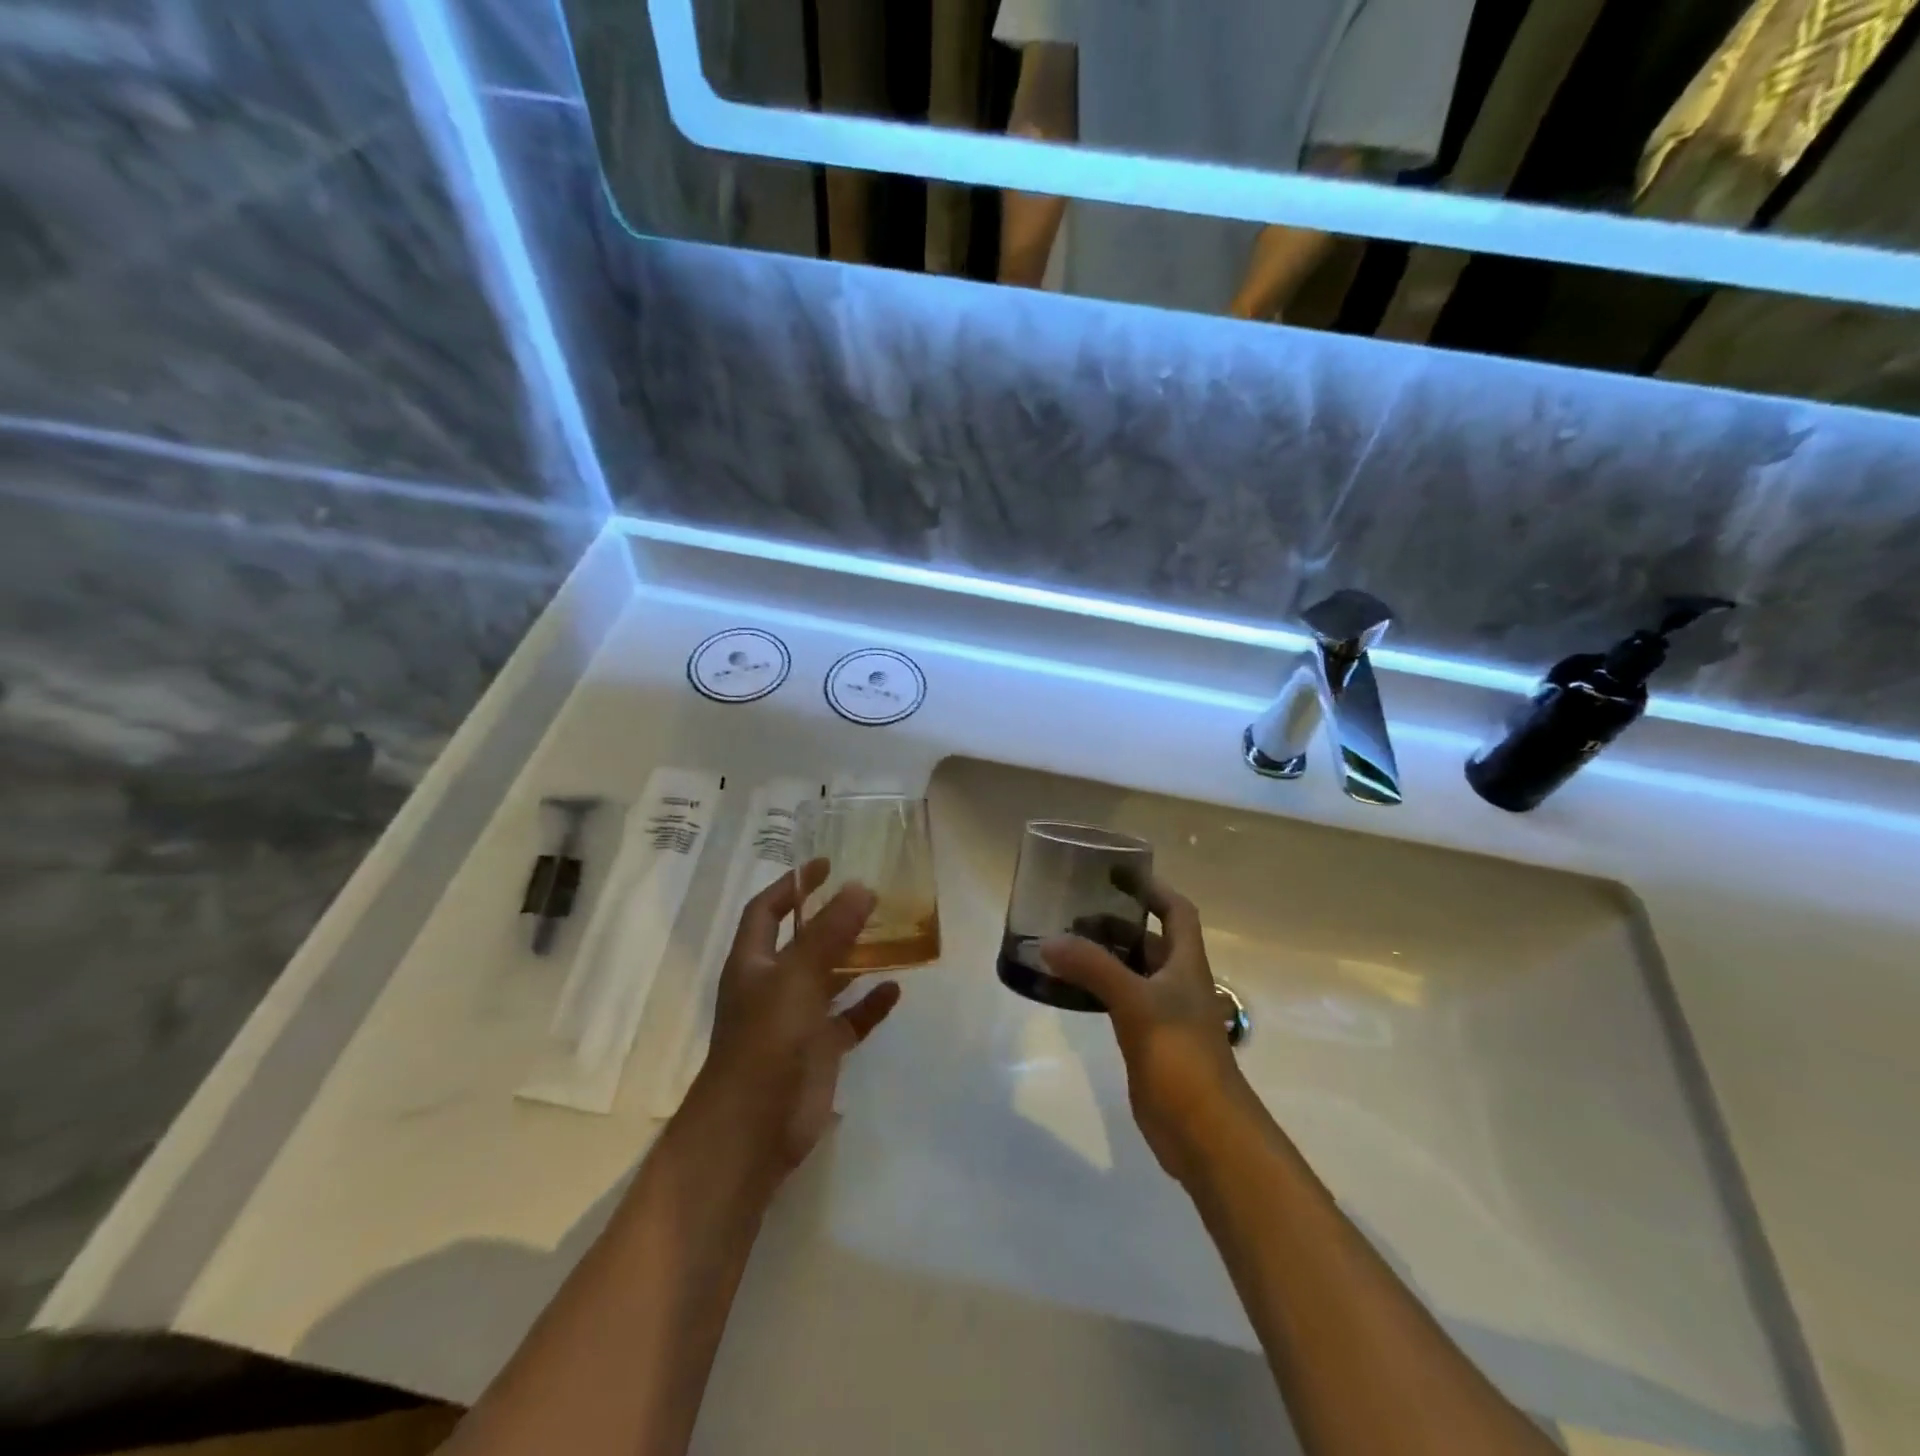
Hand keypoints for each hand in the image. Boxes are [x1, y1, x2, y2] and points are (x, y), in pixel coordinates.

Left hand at [688, 859, 900, 1181]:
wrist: (754, 1130)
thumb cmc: (765, 1042)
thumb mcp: (796, 978)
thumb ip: (830, 932)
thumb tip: (861, 886)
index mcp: (753, 962)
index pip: (767, 910)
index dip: (792, 885)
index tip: (826, 864)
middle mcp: (773, 985)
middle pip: (804, 941)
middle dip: (833, 919)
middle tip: (872, 896)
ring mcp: (797, 1019)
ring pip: (830, 979)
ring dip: (856, 959)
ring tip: (892, 935)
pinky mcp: (820, 1050)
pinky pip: (849, 1019)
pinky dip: (870, 1005)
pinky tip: (895, 991)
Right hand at [1041, 878, 1251, 1183]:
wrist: (1204, 1132)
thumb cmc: (1180, 1056)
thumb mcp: (1136, 1003)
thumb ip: (1093, 968)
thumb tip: (1048, 941)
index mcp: (1186, 964)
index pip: (1176, 911)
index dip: (1153, 889)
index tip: (1118, 873)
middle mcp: (1177, 983)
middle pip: (1149, 940)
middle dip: (1116, 921)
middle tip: (1073, 910)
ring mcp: (1162, 1014)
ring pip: (1132, 972)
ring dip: (1104, 956)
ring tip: (1063, 942)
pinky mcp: (1147, 1042)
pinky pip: (1120, 1002)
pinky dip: (1098, 989)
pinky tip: (1070, 988)